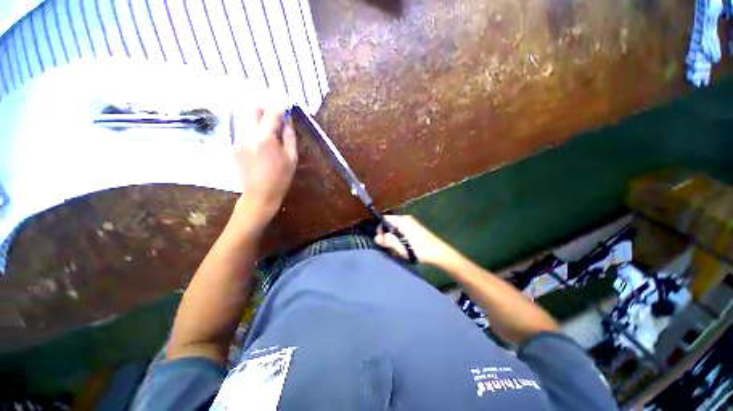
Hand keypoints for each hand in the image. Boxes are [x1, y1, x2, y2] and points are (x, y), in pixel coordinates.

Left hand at [233, 107, 297, 226]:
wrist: (260, 194)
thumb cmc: (281, 177)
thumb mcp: (292, 157)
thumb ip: (290, 136)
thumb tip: (288, 120)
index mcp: (265, 138)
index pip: (271, 113)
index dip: (280, 108)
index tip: (286, 109)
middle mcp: (247, 134)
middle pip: (252, 108)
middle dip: (265, 109)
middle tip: (275, 119)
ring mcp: (237, 139)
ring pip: (244, 118)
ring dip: (257, 119)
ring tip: (268, 130)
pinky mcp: (233, 146)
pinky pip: (242, 129)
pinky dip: (252, 129)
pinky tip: (260, 142)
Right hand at [374, 215, 460, 266]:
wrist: (439, 253)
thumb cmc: (420, 249)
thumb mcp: (402, 247)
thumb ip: (388, 241)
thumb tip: (376, 237)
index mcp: (403, 220)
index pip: (385, 219)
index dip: (380, 228)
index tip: (380, 240)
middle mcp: (406, 219)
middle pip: (390, 223)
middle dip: (386, 234)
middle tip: (388, 246)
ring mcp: (411, 223)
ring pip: (395, 228)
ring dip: (393, 238)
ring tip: (396, 248)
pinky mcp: (414, 229)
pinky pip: (401, 231)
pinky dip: (399, 238)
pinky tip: (403, 247)